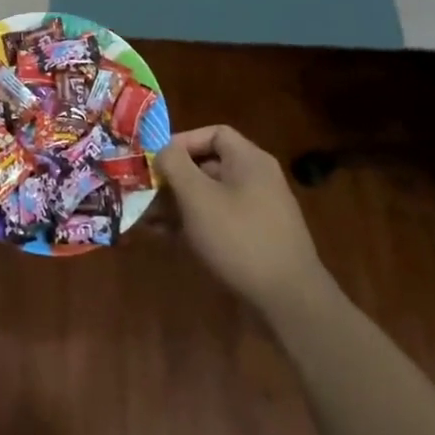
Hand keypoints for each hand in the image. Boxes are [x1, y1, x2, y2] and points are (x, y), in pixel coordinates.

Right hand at [155, 126, 339, 321]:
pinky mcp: (255, 238)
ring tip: (147, 219)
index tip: (155, 160)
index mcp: (249, 160)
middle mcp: (256, 179)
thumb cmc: (239, 238)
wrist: (289, 301)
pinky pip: (219, 220)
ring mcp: (258, 210)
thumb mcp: (198, 197)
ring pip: (210, 196)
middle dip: (173, 178)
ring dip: (178, 204)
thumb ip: (175, 165)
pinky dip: (194, 223)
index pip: (213, 134)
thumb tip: (162, 149)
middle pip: (208, 166)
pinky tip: (167, 237)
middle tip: (144, 192)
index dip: (182, 141)